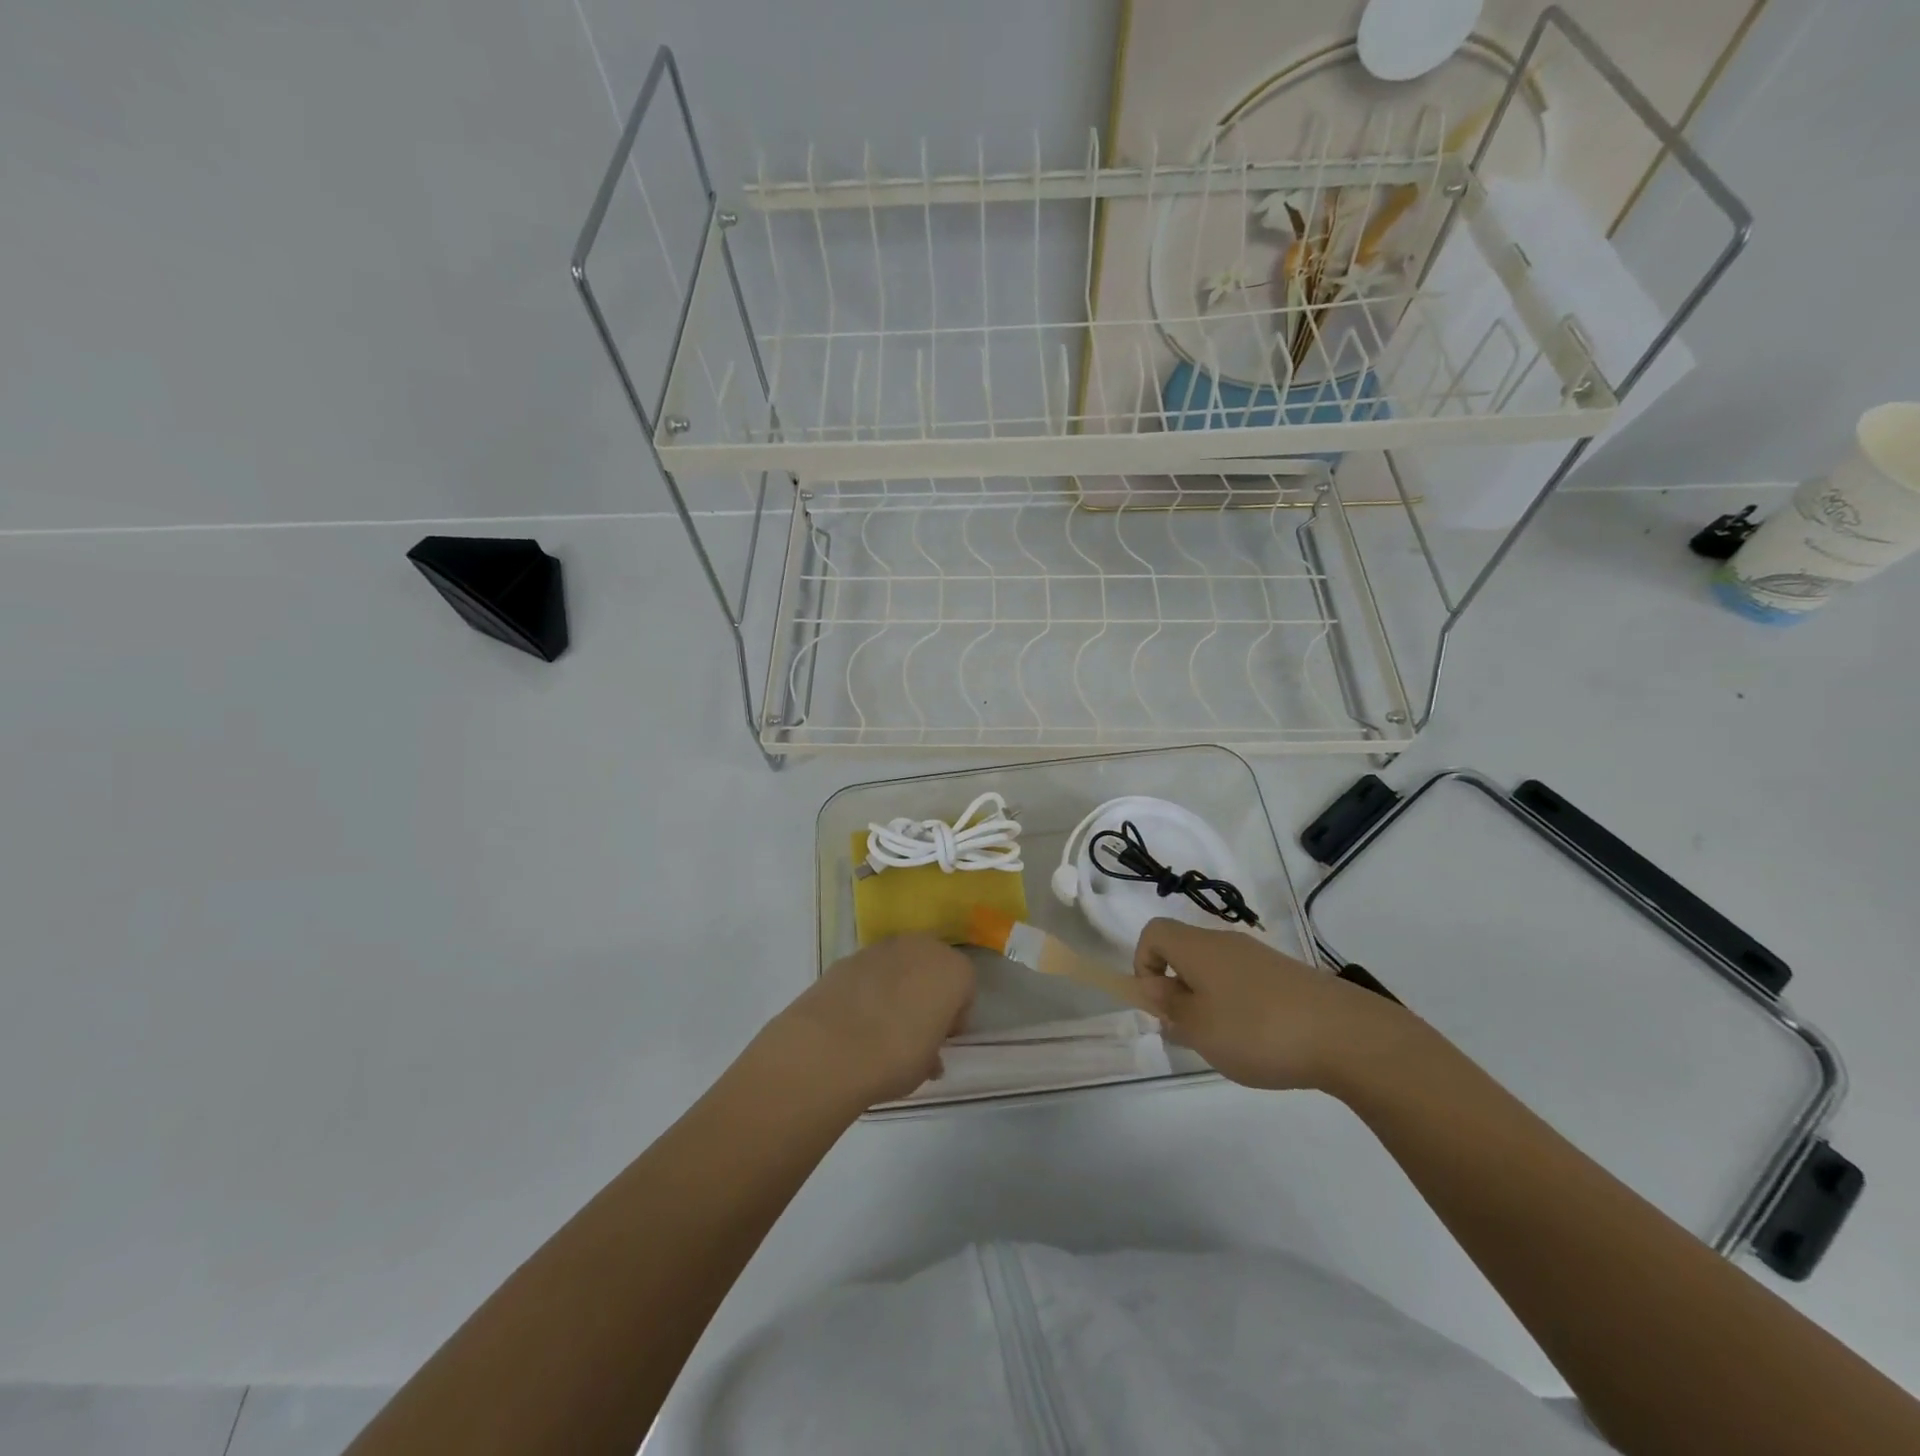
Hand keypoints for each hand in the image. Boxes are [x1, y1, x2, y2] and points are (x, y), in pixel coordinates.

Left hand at [758, 935, 975, 1107]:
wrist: (830, 1047)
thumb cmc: (896, 1056)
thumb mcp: (926, 1066)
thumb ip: (932, 1053)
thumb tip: (929, 1057)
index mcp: (953, 970)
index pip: (964, 989)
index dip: (954, 1015)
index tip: (940, 1039)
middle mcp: (922, 948)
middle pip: (932, 966)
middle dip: (927, 992)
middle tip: (914, 1028)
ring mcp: (882, 948)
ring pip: (900, 965)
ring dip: (897, 986)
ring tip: (880, 1024)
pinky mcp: (849, 956)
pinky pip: (869, 971)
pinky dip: (867, 987)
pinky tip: (855, 1017)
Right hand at [1131, 918, 1416, 1091]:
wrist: (1346, 1034)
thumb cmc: (1258, 1030)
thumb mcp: (1199, 1029)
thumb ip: (1169, 1008)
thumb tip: (1155, 990)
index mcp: (1198, 947)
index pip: (1154, 933)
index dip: (1143, 964)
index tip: (1157, 1004)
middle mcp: (1226, 943)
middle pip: (1185, 952)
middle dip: (1178, 990)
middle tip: (1190, 1032)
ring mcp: (1260, 958)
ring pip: (1216, 971)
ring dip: (1209, 1002)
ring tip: (1228, 1044)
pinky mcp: (1287, 977)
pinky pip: (1246, 984)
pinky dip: (1240, 1008)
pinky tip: (1262, 1043)